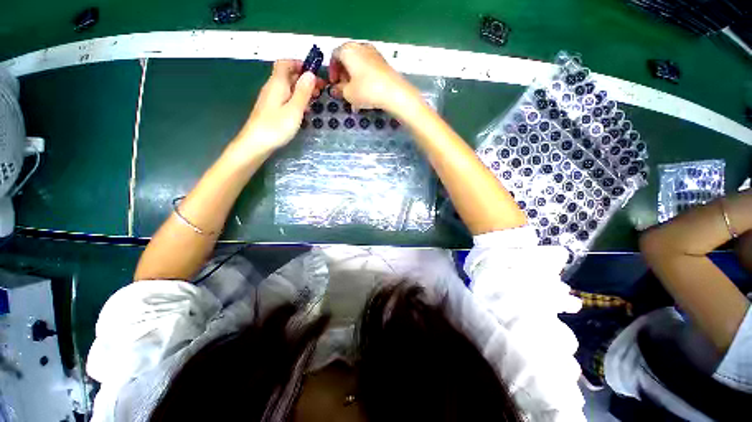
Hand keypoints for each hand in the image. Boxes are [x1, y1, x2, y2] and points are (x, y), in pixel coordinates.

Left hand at [234, 60, 324, 155]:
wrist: (256, 143)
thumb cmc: (276, 126)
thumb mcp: (294, 109)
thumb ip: (303, 91)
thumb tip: (311, 73)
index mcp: (277, 83)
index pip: (285, 63)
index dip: (299, 64)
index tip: (315, 73)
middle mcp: (272, 88)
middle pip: (288, 75)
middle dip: (304, 79)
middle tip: (320, 90)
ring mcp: (271, 99)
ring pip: (287, 88)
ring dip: (301, 90)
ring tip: (315, 100)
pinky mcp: (271, 109)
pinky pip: (285, 98)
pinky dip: (296, 99)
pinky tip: (303, 110)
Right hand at [329, 42, 420, 112]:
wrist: (394, 92)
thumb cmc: (366, 90)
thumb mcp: (348, 93)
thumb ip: (339, 90)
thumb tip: (335, 90)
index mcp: (348, 50)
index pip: (334, 55)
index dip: (332, 70)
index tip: (334, 84)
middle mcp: (361, 47)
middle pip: (347, 59)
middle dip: (344, 75)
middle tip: (344, 89)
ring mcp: (374, 54)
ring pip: (359, 65)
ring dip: (354, 79)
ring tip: (355, 95)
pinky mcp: (384, 63)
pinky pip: (369, 69)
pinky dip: (364, 79)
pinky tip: (366, 94)